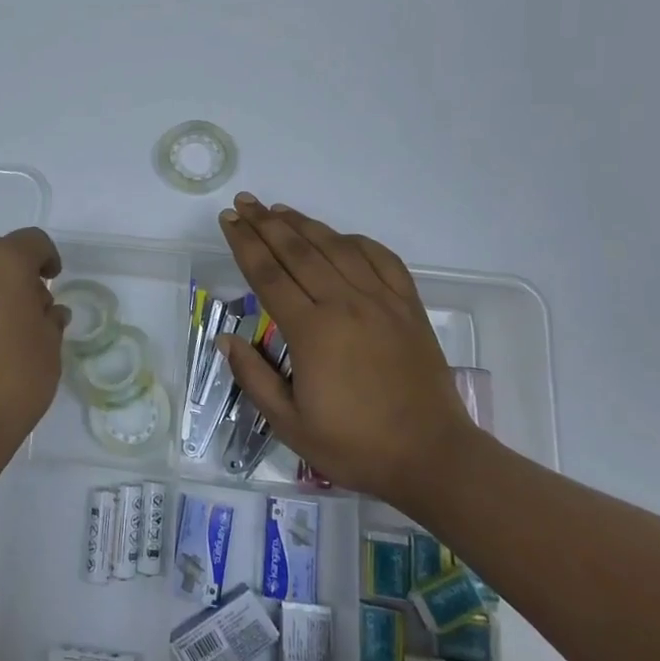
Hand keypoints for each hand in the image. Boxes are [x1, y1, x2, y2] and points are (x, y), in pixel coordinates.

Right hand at [215, 194, 473, 509]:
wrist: (433, 457)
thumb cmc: (356, 445)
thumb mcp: (290, 425)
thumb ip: (254, 378)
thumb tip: (226, 339)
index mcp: (312, 331)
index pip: (268, 274)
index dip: (244, 243)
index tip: (227, 221)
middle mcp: (344, 304)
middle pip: (298, 251)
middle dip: (265, 223)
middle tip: (243, 202)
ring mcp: (381, 301)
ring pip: (336, 247)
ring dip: (304, 224)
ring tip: (278, 209)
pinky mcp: (408, 307)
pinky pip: (382, 259)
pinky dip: (357, 241)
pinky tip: (340, 236)